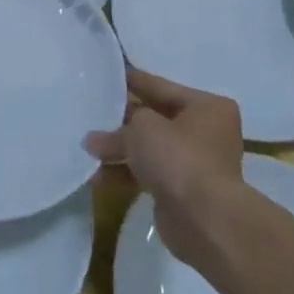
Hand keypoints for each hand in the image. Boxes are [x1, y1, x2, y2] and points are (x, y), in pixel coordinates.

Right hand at [86, 69, 244, 267]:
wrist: (205, 219)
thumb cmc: (178, 157)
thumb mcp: (142, 128)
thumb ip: (116, 130)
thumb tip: (93, 140)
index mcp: (206, 107)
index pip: (161, 86)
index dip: (133, 81)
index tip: (108, 74)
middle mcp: (205, 132)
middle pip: (155, 118)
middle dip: (123, 119)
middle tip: (92, 110)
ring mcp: (195, 163)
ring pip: (150, 148)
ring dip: (121, 149)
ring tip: (87, 145)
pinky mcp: (182, 190)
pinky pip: (148, 173)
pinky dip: (125, 172)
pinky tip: (96, 174)